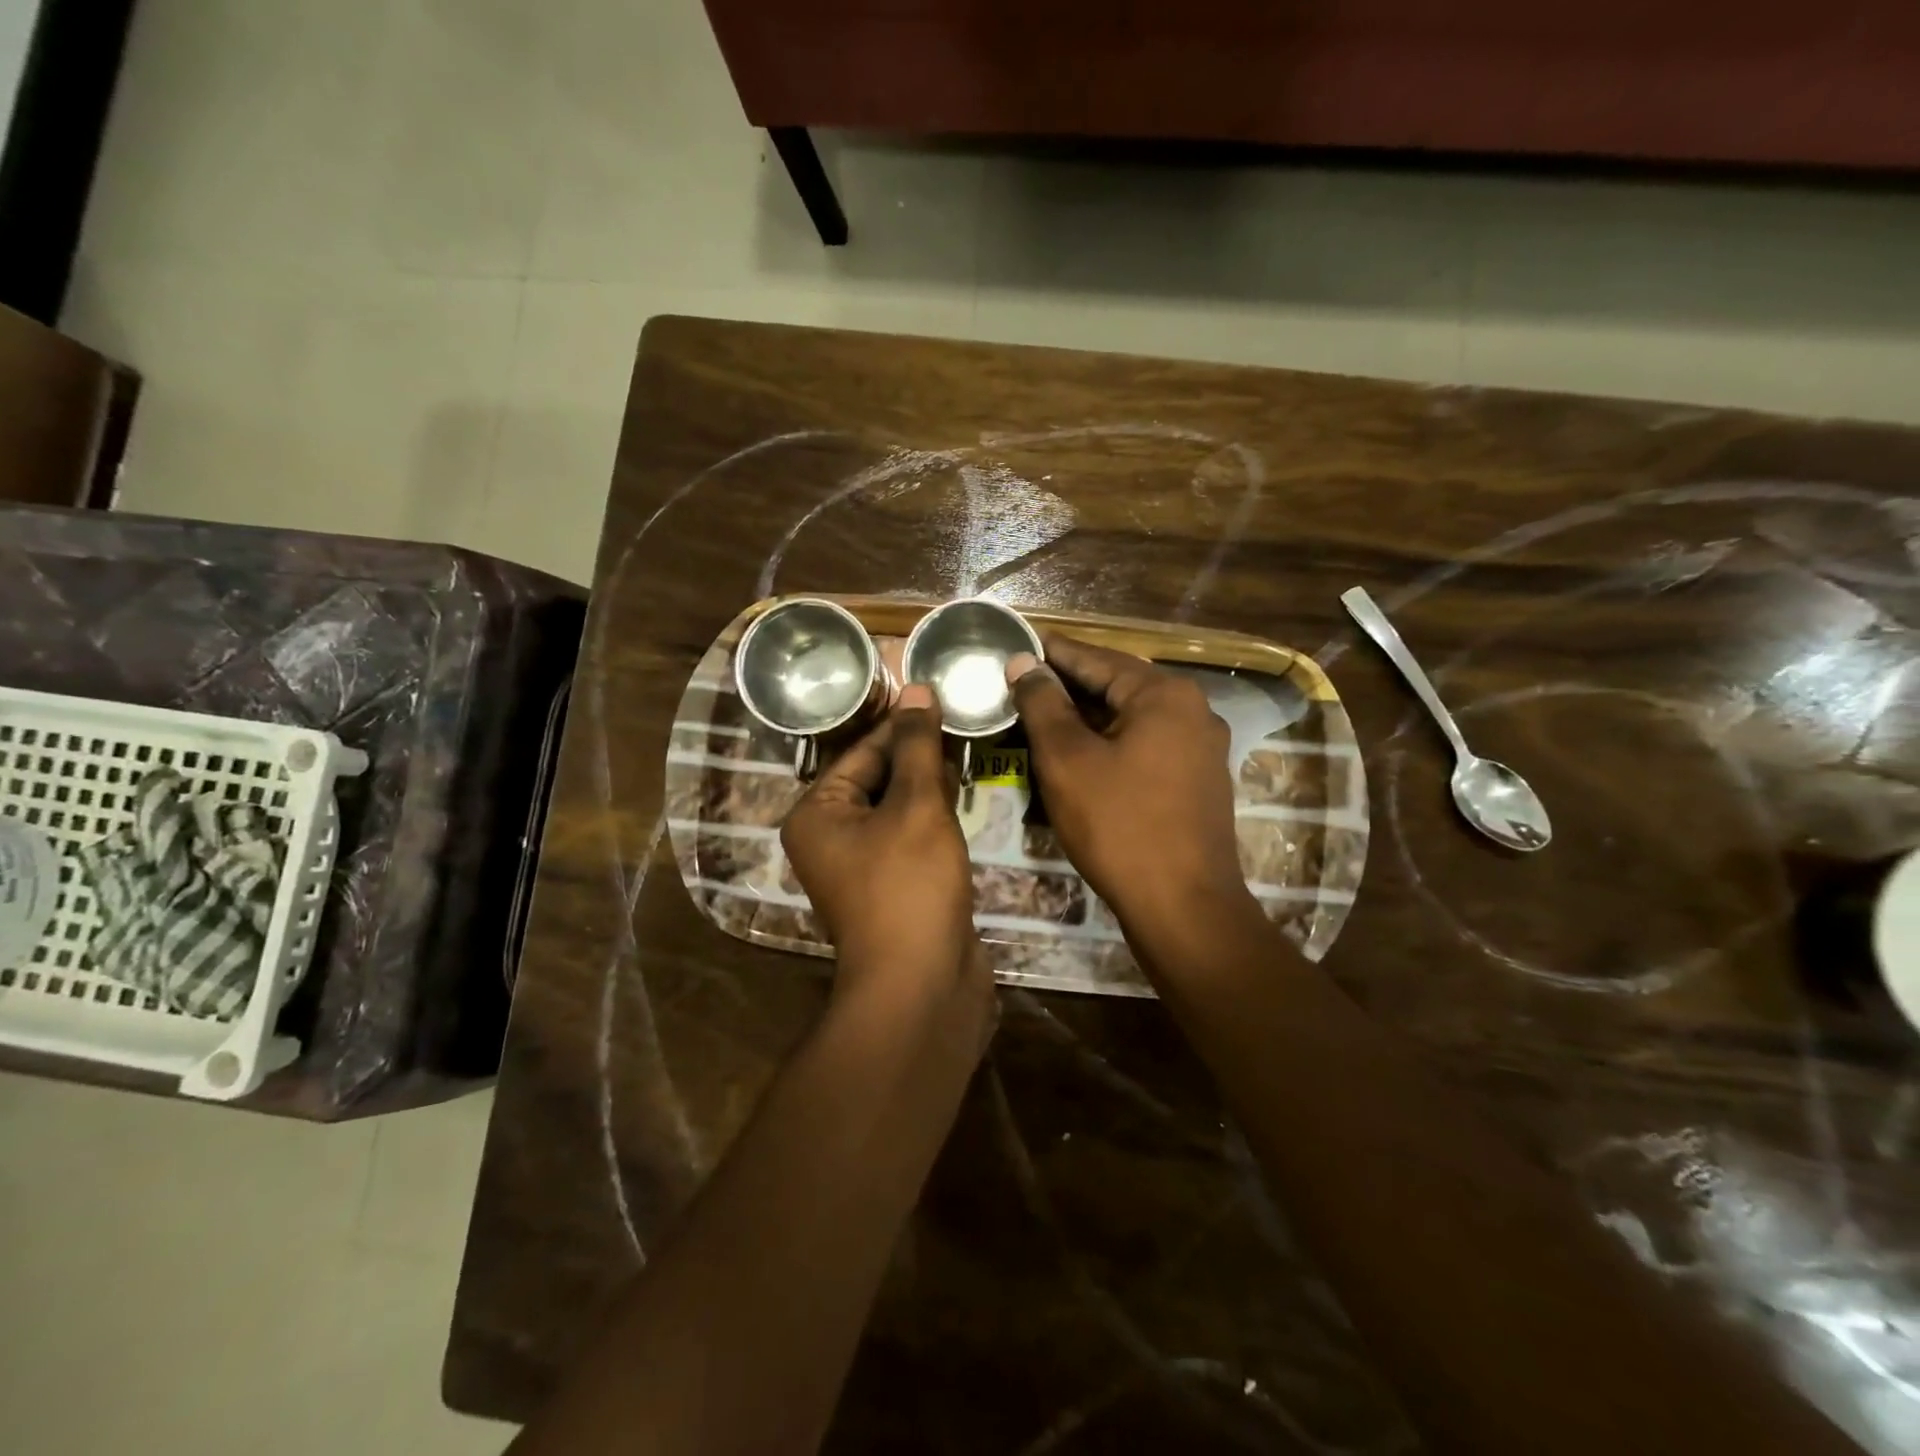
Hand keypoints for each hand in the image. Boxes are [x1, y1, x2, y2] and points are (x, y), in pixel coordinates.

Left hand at [781, 685, 987, 1004]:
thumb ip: (917, 746)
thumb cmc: (909, 886)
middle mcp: (830, 837)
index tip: (942, 696)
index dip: (904, 724)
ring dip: (930, 783)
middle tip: (965, 720)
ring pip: (898, 808)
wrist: (922, 986)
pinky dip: (934, 817)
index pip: (862, 750)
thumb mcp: (916, 806)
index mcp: (817, 814)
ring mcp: (862, 866)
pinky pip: (911, 836)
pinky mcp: (893, 886)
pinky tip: (966, 794)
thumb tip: (916, 688)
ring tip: (971, 747)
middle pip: (878, 778)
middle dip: (920, 754)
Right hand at [1007, 635, 1261, 962]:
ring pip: (1131, 718)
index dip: (1051, 652)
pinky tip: (1080, 754)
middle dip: (1068, 686)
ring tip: (1041, 717)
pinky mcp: (1197, 780)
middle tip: (1020, 684)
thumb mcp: (1067, 760)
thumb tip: (1025, 663)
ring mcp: (1200, 747)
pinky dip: (1110, 743)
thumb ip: (1043, 704)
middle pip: (1117, 685)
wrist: (1183, 906)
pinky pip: (1145, 745)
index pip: (1096, 658)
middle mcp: (1191, 710)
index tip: (1015, 645)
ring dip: (1087, 717)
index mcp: (1163, 694)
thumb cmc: (1119, 825)